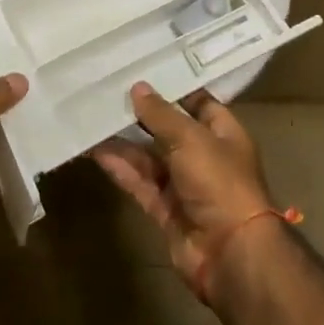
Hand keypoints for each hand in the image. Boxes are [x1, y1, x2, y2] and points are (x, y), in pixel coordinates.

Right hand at [92, 83, 273, 299]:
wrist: (230, 254)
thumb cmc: (220, 183)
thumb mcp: (191, 138)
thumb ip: (161, 114)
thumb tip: (138, 87)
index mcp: (223, 134)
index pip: (199, 102)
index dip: (174, 88)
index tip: (143, 70)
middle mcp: (205, 156)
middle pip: (169, 130)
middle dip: (141, 114)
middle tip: (108, 91)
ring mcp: (184, 185)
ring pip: (149, 157)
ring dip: (124, 142)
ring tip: (93, 118)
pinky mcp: (166, 210)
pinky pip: (140, 182)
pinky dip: (120, 168)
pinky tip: (96, 151)